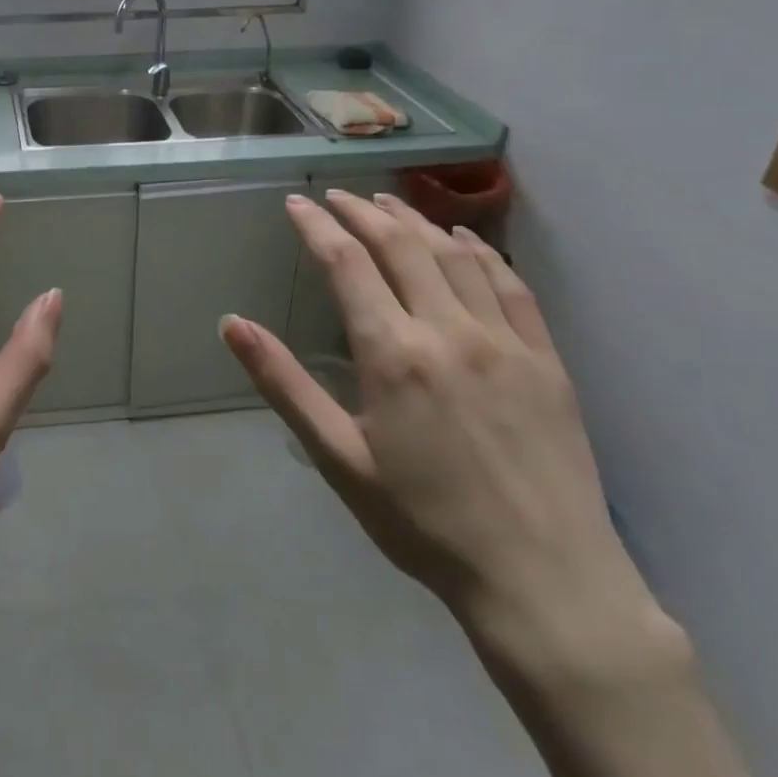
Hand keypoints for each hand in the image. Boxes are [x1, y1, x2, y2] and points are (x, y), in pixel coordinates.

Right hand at [222, 191, 666, 675]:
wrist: (543, 580)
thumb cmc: (423, 523)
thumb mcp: (338, 458)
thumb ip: (285, 384)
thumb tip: (232, 323)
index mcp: (393, 354)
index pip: (347, 264)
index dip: (318, 227)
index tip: (297, 204)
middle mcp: (448, 331)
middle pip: (401, 246)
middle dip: (363, 212)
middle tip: (337, 196)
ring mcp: (505, 341)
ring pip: (454, 256)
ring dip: (415, 221)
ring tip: (387, 203)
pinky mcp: (545, 359)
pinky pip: (510, 284)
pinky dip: (480, 251)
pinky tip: (463, 239)